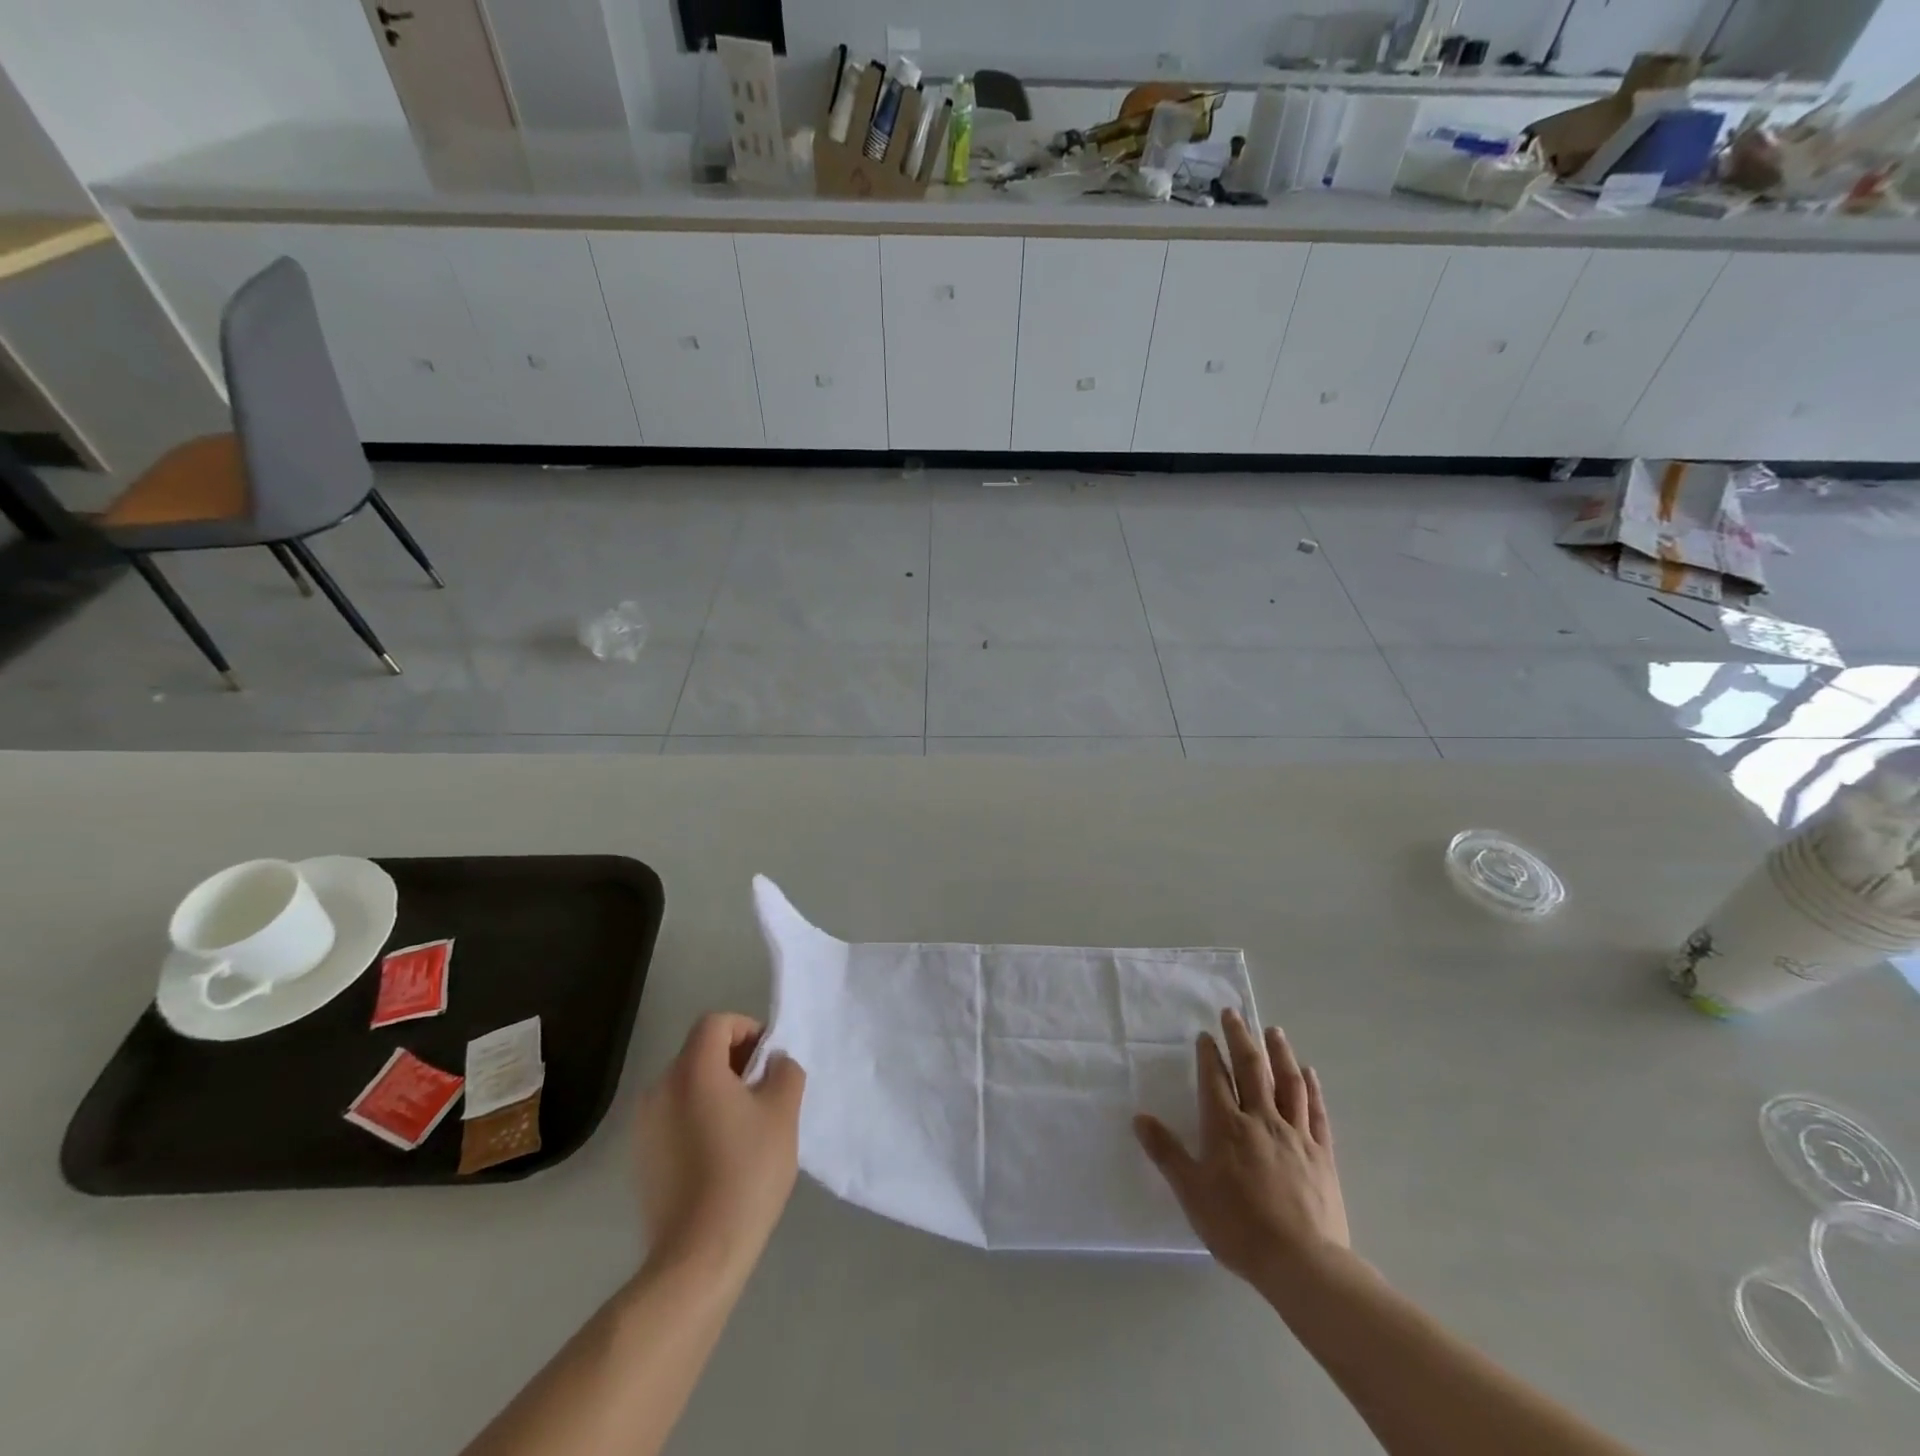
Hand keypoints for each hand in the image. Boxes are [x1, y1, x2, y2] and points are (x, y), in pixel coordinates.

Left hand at [634, 1012, 805, 1281]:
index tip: (769, 1061)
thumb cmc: (746, 1173)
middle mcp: (660, 1088)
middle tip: (765, 1093)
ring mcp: (644, 1125)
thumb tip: (773, 1063)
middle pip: (700, 1052)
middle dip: (736, 1061)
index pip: (716, 1023)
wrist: (698, 1255)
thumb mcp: (782, 1113)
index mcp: (692, 1070)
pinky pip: (675, 1116)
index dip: (747, 1030)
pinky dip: (699, 1117)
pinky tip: (721, 1154)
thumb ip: (784, 1072)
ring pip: (687, 1085)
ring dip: (718, 1090)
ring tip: (746, 1126)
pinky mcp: (642, 1156)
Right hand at [1134, 1010, 1347, 1287]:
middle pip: (1250, 1069)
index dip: (1209, 1054)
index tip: (1205, 1035)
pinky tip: (1309, 1072)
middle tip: (1233, 1014)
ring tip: (1273, 1031)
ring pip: (1287, 1082)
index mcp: (1226, 1127)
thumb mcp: (1191, 1193)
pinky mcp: (1321, 1153)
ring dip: (1279, 1053)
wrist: (1302, 1263)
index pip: (1214, 1079)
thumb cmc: (1238, 1228)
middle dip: (1240, 1038)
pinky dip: (1312, 1088)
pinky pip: (1317, 1111)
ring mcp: (1295, 1134)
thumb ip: (1166, 1153)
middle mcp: (1260, 1120)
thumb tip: (1139, 1117)